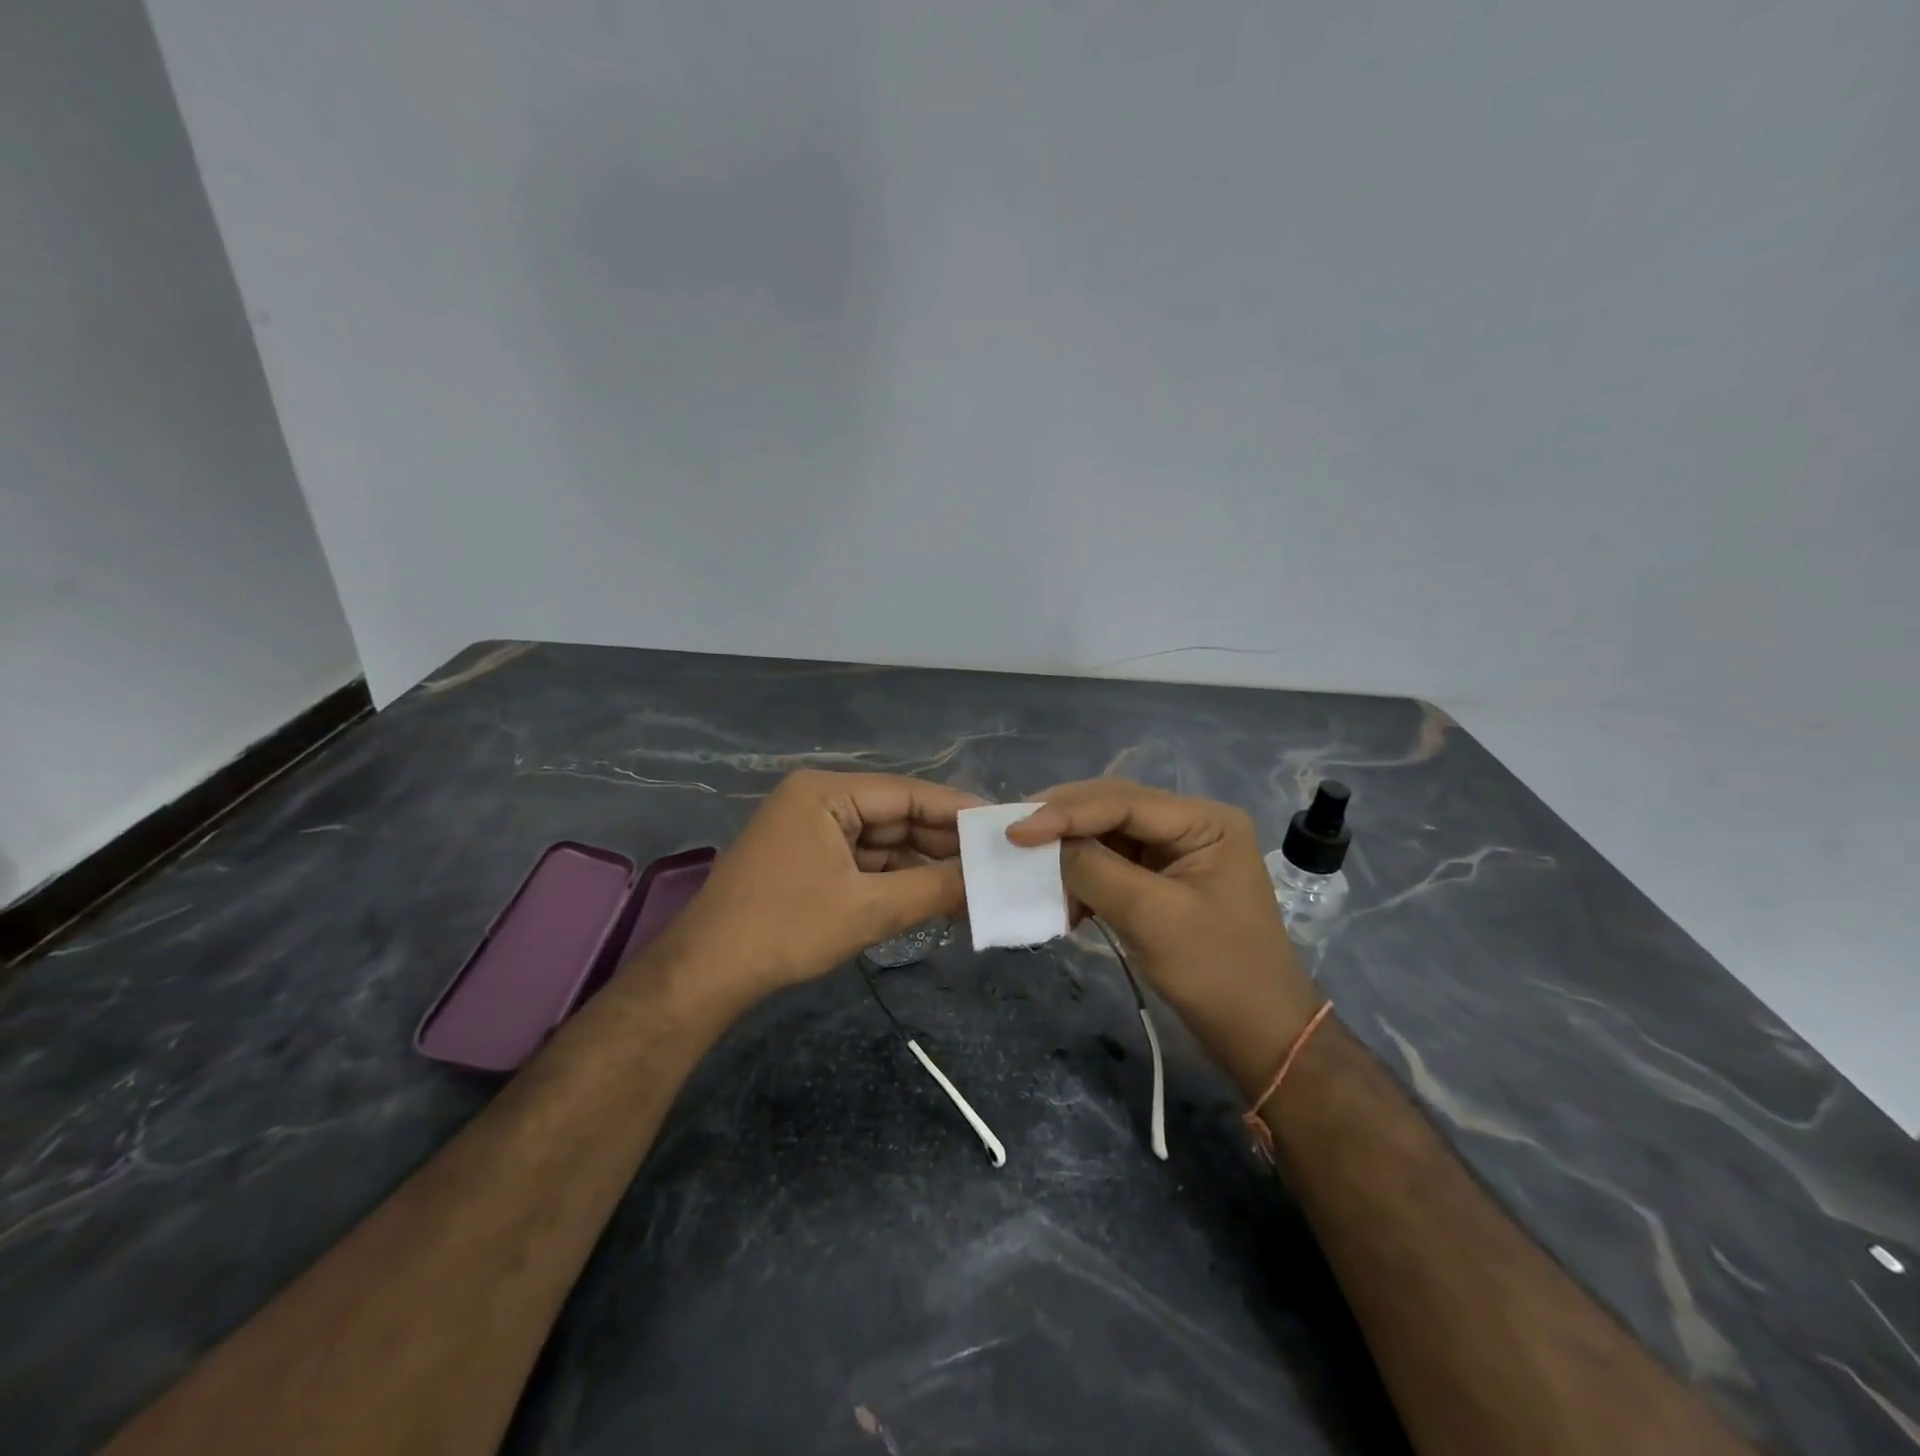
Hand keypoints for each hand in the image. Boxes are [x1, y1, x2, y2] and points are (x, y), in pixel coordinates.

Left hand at [640, 769, 982, 1013]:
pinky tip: (932, 897)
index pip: (906, 793)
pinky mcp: (808, 861)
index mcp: (826, 793)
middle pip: (895, 816)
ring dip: (921, 865)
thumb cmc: (786, 928)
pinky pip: (863, 862)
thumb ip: (932, 889)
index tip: (1001, 825)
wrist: (706, 975)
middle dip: (940, 843)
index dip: (956, 810)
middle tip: (993, 861)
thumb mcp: (868, 909)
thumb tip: (987, 881)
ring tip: (973, 884)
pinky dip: (895, 880)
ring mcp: (810, 832)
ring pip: (882, 842)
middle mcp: (818, 801)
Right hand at [1008, 779, 1321, 1097]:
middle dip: (1063, 823)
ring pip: (1108, 836)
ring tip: (1032, 870)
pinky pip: (1113, 864)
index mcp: (1205, 821)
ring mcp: (1177, 852)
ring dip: (1070, 853)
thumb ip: (1094, 869)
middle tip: (1013, 834)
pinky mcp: (1163, 880)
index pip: (1123, 801)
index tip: (1015, 831)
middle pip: (1113, 809)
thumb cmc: (1216, 973)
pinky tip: (1065, 901)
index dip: (1065, 812)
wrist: (1259, 1035)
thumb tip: (1044, 845)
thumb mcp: (1151, 916)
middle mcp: (1192, 824)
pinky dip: (1084, 879)